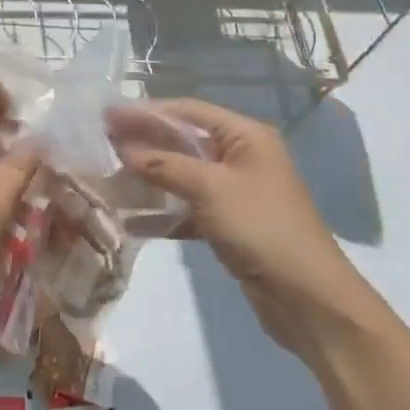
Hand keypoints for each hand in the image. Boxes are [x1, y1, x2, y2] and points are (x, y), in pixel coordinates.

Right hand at [114, 98, 379, 356]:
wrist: (308, 299)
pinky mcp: (229, 224)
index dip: (145, 111)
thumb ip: (163, 164)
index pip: (187, 111)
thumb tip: (122, 148)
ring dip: (149, 176)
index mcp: (245, 136)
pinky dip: (162, 211)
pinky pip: (187, 207)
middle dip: (143, 142)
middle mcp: (241, 156)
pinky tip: (131, 219)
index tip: (106, 114)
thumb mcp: (209, 188)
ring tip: (109, 178)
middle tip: (101, 142)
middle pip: (183, 140)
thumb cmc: (261, 227)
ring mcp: (235, 191)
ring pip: (182, 175)